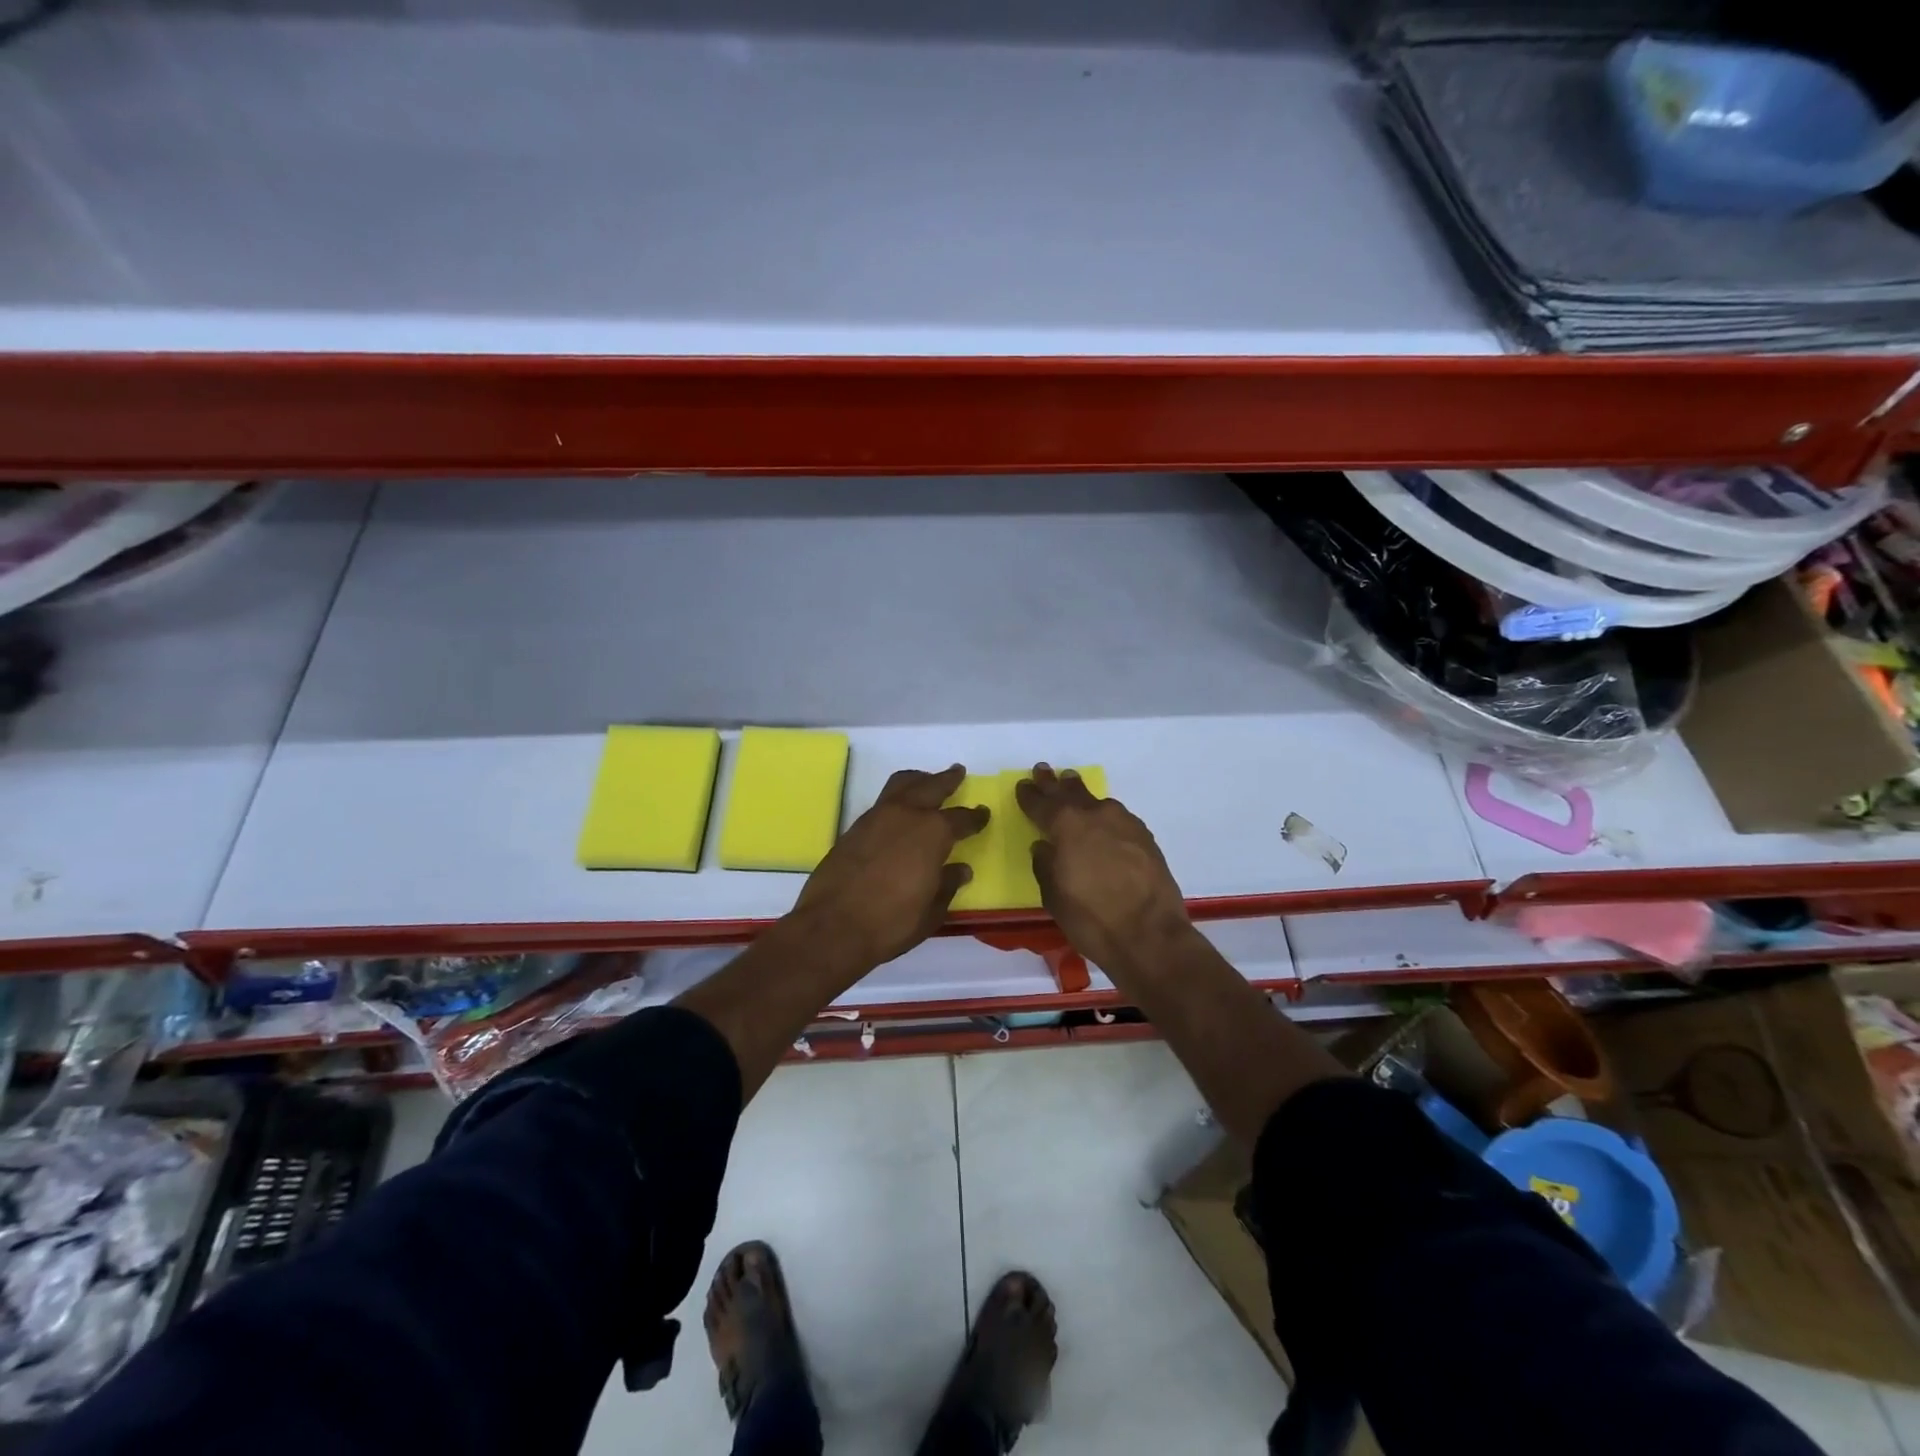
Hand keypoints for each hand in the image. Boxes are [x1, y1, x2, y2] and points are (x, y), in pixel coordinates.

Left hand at [792, 764, 989, 969]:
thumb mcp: (932, 910)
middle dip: (947, 779)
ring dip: (918, 780)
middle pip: (931, 786)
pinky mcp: (854, 828)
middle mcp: (906, 815)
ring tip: (926, 781)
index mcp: (933, 832)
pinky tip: (899, 812)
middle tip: (958, 772)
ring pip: (901, 784)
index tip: (983, 813)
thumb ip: (948, 885)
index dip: (975, 817)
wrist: (833, 926)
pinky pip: (882, 801)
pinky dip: (896, 798)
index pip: (961, 818)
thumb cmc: (891, 922)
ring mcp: (876, 818)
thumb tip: (961, 869)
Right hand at [1015, 764, 1191, 978]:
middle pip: (1070, 792)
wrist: (1150, 935)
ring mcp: (1124, 823)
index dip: (1029, 794)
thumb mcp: (1054, 896)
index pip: (1041, 803)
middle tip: (1043, 770)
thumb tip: (1044, 847)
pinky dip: (1104, 815)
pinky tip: (1103, 822)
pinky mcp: (1145, 837)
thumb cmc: (1091, 919)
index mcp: (1066, 826)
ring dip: (1081, 795)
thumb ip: (1045, 865)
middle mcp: (1094, 815)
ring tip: (1072, 786)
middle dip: (1054, 783)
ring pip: (1097, 801)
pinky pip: (1117, 818)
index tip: (1023, 785)